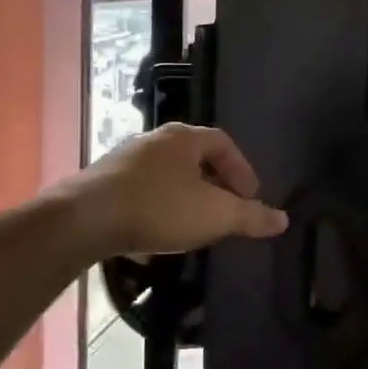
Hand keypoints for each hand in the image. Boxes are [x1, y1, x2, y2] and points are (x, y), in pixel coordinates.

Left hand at [72, 124, 287, 259]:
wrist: (84, 220)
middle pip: (195, 156)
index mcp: (184, 138)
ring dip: (186, 195)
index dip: (242, 169)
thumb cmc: (158, 208)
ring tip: (196, 223)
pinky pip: (143, 189)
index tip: (250, 197)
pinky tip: (159, 231)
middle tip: (227, 209)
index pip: (224, 143)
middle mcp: (154, 140)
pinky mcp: (103, 182)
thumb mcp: (215, 215)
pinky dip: (160, 205)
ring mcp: (125, 160)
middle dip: (215, 182)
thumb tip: (282, 219)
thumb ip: (250, 217)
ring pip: (168, 174)